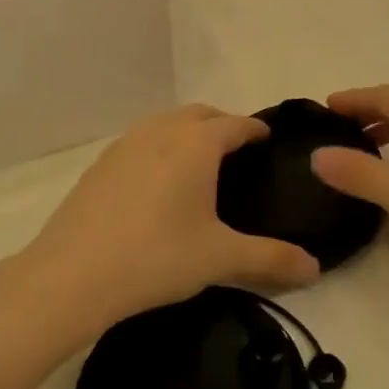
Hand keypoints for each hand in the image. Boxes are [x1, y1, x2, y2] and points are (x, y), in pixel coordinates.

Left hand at [20, 104, 320, 332]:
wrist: (72, 274)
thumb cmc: (156, 256)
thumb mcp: (220, 258)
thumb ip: (272, 259)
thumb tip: (316, 269)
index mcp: (197, 143)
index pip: (236, 124)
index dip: (256, 130)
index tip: (269, 141)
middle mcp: (162, 130)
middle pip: (201, 114)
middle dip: (223, 126)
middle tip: (239, 154)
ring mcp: (126, 143)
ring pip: (167, 123)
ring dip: (188, 133)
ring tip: (200, 166)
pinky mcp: (101, 163)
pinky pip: (141, 141)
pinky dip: (160, 148)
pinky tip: (158, 184)